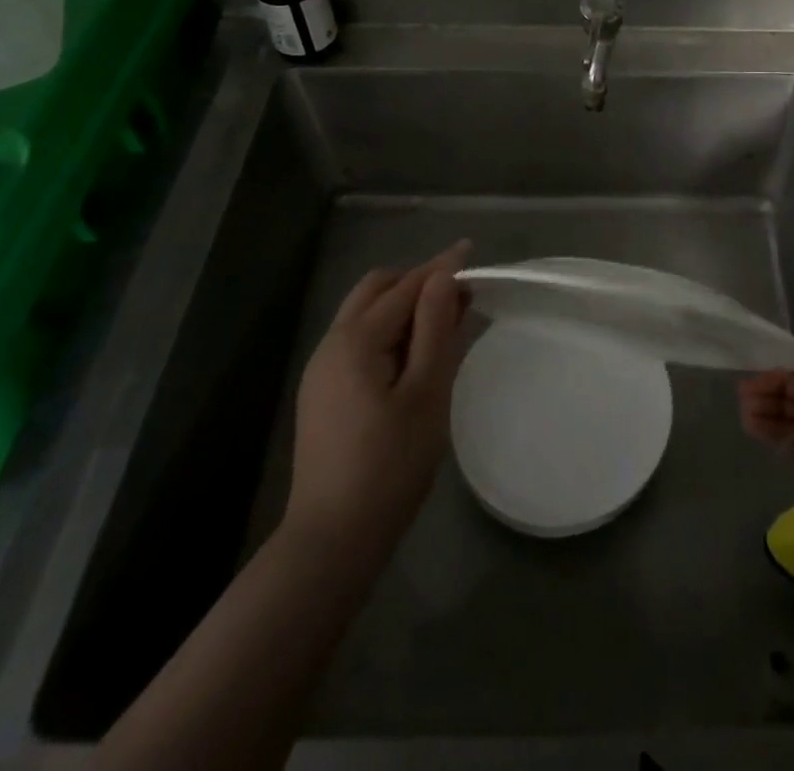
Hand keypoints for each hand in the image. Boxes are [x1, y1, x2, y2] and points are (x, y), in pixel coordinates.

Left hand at [282, 241, 471, 566]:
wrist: (332, 540)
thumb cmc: (390, 465)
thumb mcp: (426, 392)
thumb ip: (436, 328)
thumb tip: (444, 277)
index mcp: (356, 340)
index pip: (406, 286)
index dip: (441, 267)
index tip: (471, 252)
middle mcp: (331, 343)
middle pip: (376, 289)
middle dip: (417, 281)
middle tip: (459, 295)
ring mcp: (321, 369)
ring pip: (364, 313)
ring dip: (402, 304)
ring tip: (443, 322)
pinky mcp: (322, 393)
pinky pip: (357, 340)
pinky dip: (388, 330)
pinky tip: (413, 354)